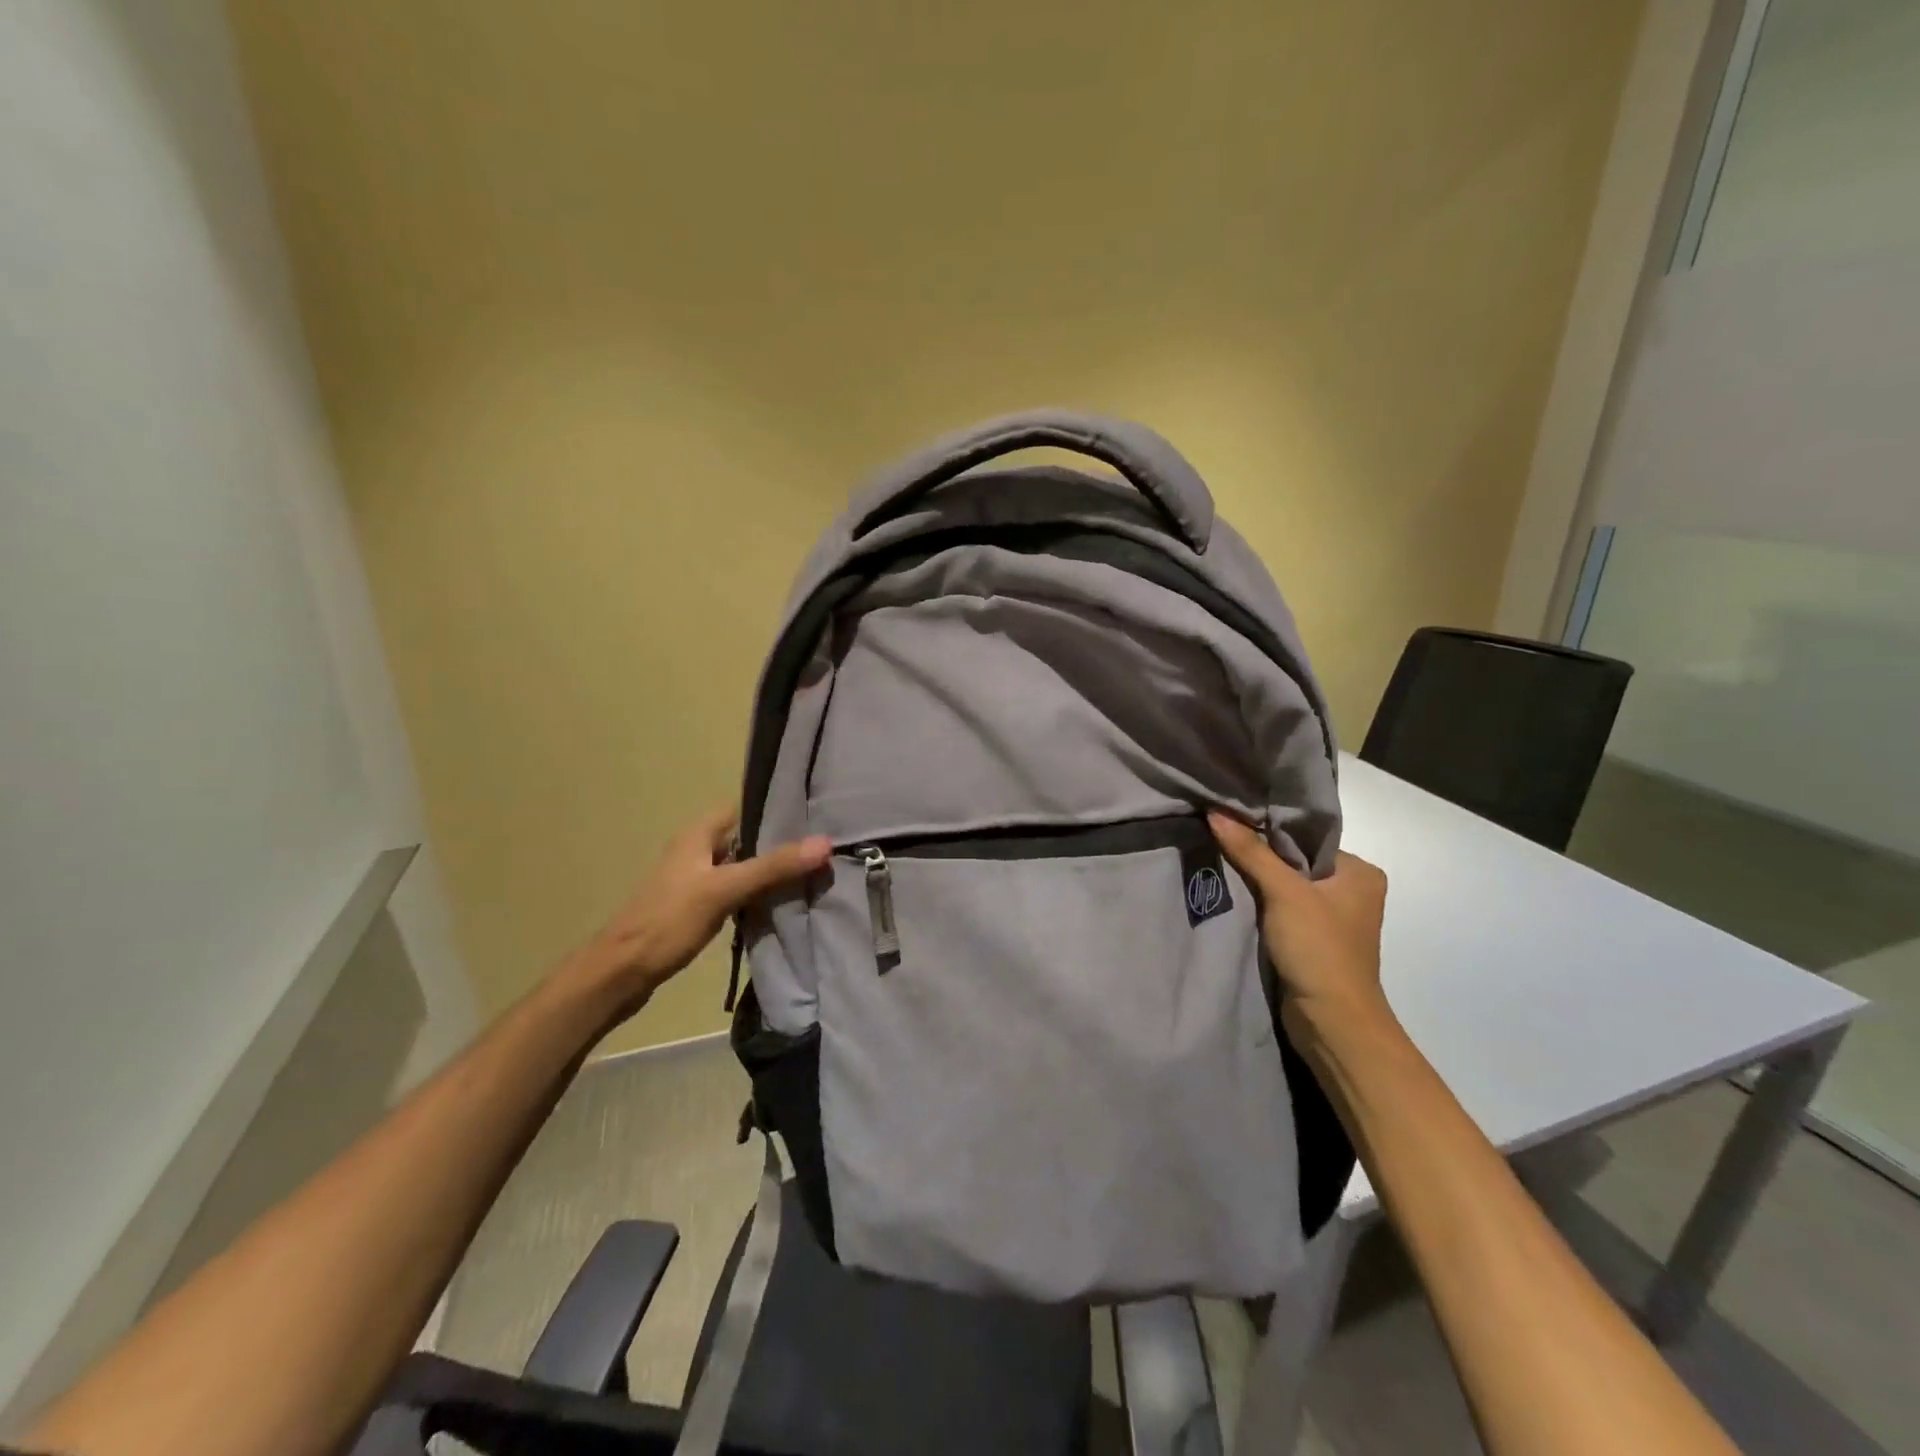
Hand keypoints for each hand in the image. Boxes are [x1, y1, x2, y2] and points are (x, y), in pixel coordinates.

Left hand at [571, 806, 830, 1008]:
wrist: (621, 973)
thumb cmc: (669, 921)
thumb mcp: (725, 890)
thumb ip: (773, 867)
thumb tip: (824, 843)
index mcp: (697, 835)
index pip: (742, 808)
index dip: (774, 809)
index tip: (812, 816)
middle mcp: (695, 850)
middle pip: (744, 838)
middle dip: (778, 843)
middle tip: (819, 849)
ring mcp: (693, 880)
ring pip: (740, 866)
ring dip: (768, 871)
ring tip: (809, 874)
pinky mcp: (694, 907)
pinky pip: (733, 891)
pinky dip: (754, 894)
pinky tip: (779, 904)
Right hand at [1208, 813, 1389, 1027]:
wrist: (1331, 1022)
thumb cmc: (1319, 948)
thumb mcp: (1284, 892)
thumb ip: (1251, 852)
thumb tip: (1215, 812)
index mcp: (1360, 872)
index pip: (1307, 837)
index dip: (1269, 829)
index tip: (1231, 817)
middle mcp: (1351, 891)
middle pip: (1294, 861)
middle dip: (1259, 854)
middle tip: (1218, 836)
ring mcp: (1331, 919)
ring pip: (1285, 887)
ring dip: (1256, 881)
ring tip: (1217, 858)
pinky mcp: (1312, 942)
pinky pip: (1281, 910)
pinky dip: (1259, 904)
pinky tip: (1232, 893)